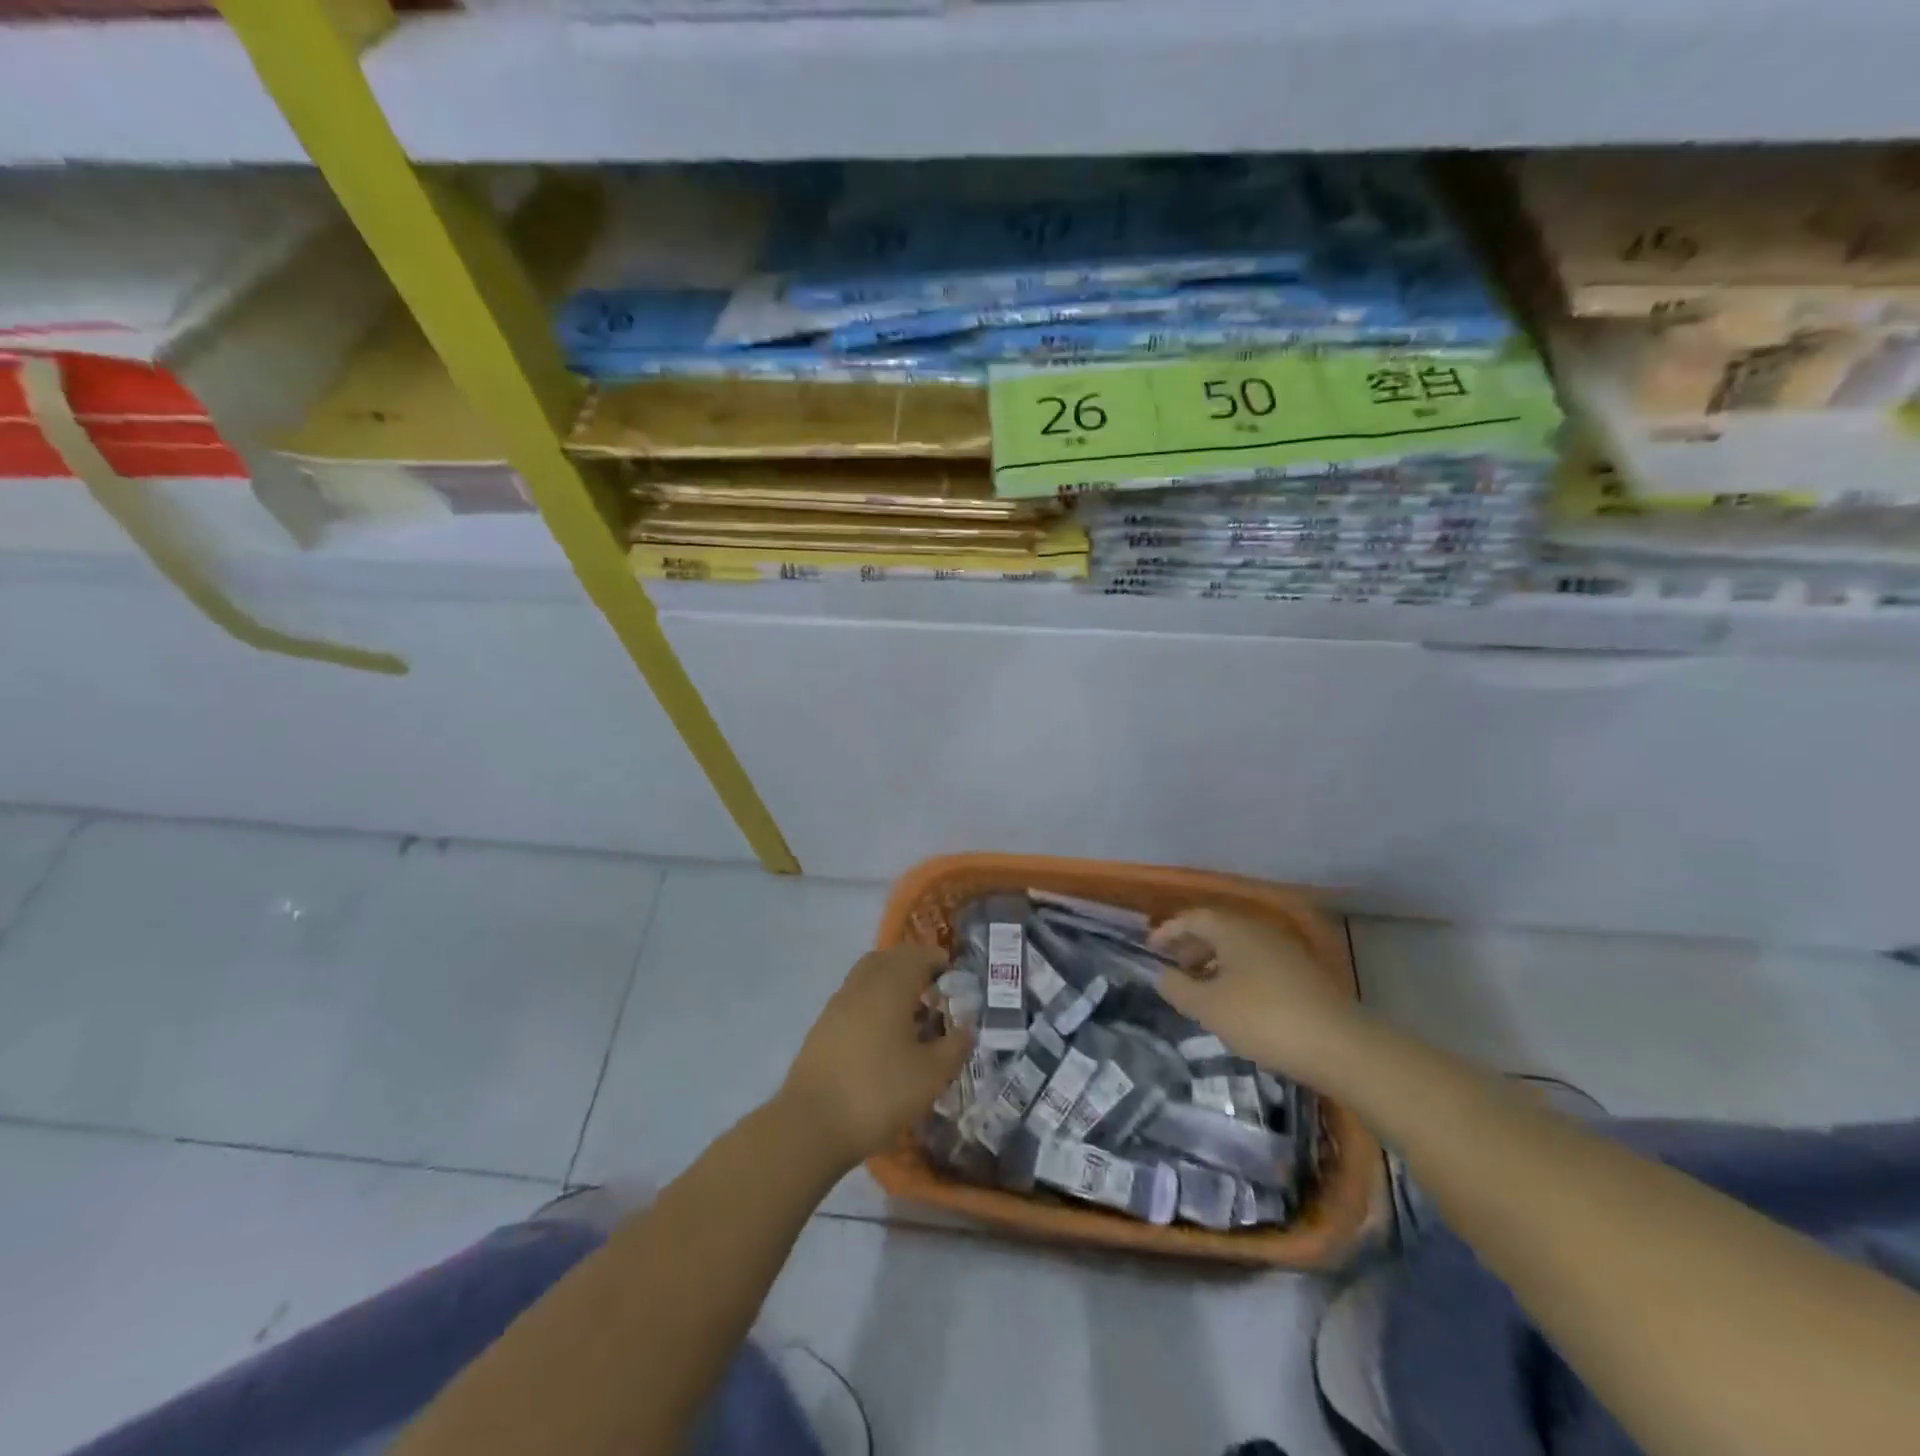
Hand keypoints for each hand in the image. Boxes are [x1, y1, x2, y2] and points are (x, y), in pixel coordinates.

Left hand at [779, 945, 973, 1169]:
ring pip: (868, 977)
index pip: (917, 955)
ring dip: (891, 983)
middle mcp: (862, 984)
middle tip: (934, 990)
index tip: (954, 976)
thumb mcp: (931, 1075)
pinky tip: (884, 1035)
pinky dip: (873, 1002)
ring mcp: (837, 1004)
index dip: (937, 960)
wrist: (811, 1125)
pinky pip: (855, 998)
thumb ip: (954, 1046)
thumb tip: (966, 1028)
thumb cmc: (878, 1092)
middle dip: (913, 966)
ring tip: (912, 1014)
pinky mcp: (822, 1026)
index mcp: (890, 985)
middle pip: (889, 959)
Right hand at [1148, 908, 1362, 1084]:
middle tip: (1174, 968)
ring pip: (1238, 946)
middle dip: (1191, 945)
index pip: (1192, 917)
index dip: (1168, 931)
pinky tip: (1235, 1001)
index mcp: (1232, 929)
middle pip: (1216, 928)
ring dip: (1214, 961)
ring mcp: (1284, 949)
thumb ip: (1177, 988)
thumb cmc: (1263, 1018)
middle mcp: (1258, 929)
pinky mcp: (1302, 973)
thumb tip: (1161, 973)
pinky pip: (1257, 961)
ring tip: (1201, 989)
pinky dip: (1236, 972)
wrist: (1340, 1046)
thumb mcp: (1208, 1007)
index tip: (1151, 949)